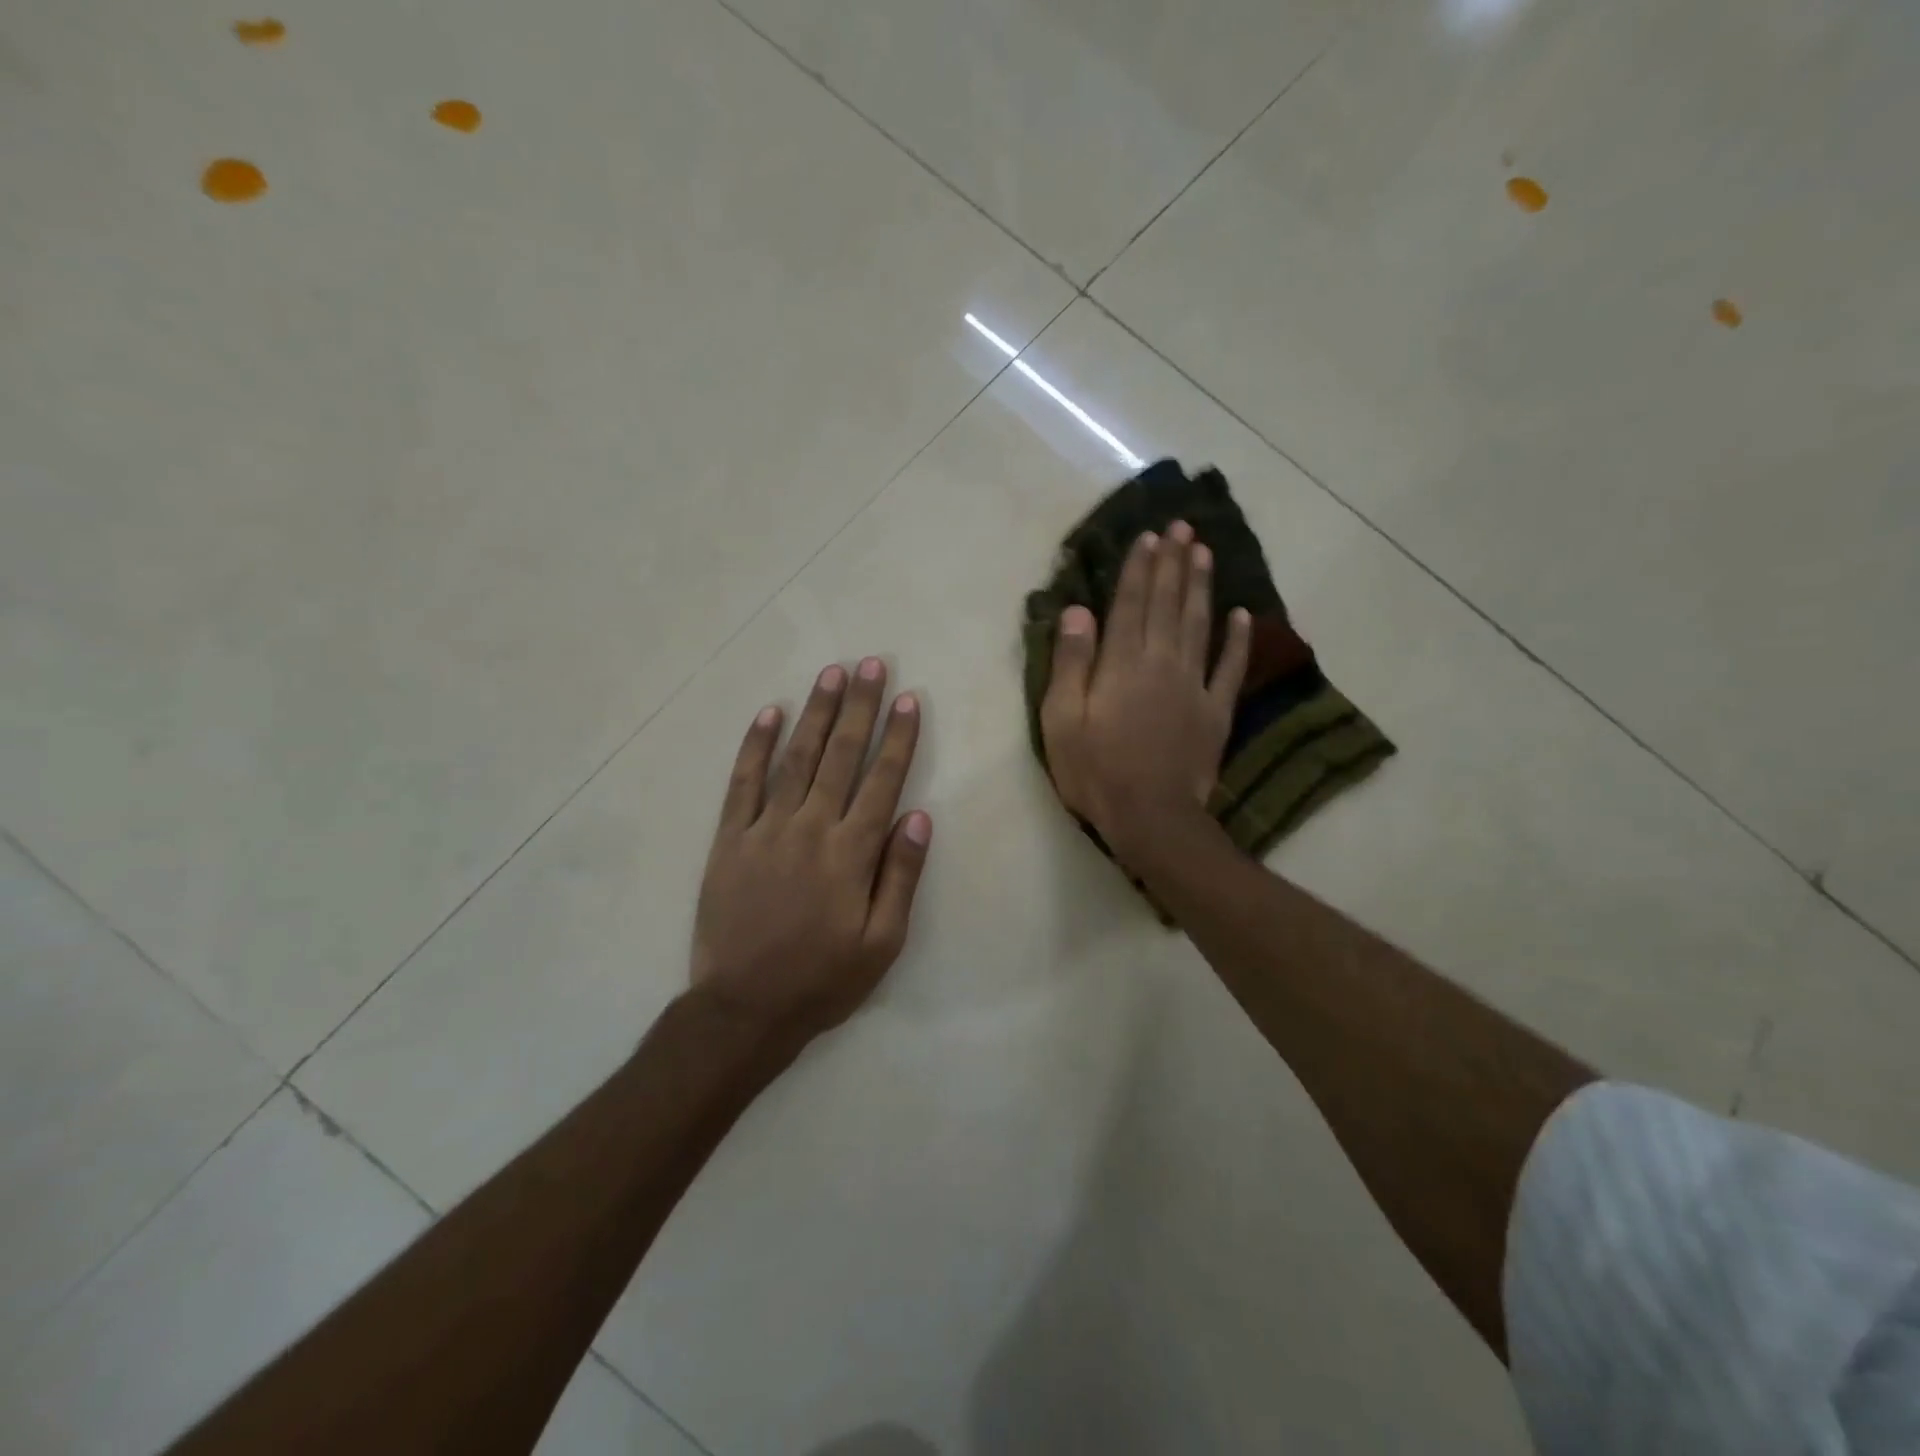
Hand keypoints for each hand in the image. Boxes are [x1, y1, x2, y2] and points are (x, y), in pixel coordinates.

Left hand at [691, 658, 932, 1040]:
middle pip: (841, 756)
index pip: (881, 781)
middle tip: (871, 664)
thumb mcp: (882, 943)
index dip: (897, 737)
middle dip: (860, 707)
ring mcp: (766, 829)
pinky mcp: (730, 839)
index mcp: (851, 853)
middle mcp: (811, 828)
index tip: (907, 698)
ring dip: (816, 713)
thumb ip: (900, 877)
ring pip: (796, 758)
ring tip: (831, 674)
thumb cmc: (822, 980)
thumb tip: (917, 817)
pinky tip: (769, 714)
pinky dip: (756, 746)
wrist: (743, 1009)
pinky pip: (743, 783)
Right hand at [1039, 521, 1249, 862]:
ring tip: (1206, 552)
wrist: (1151, 817)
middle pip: (1168, 605)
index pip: (1131, 605)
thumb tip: (1078, 611)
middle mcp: (1160, 663)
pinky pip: (1230, 668)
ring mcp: (1193, 686)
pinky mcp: (1215, 712)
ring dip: (1202, 587)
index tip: (1149, 537)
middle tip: (1182, 527)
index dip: (1140, 569)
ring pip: (1200, 625)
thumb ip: (1071, 663)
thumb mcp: (1062, 720)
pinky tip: (1243, 614)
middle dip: (1174, 564)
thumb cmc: (1095, 770)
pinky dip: (1238, 640)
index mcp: (1121, 664)